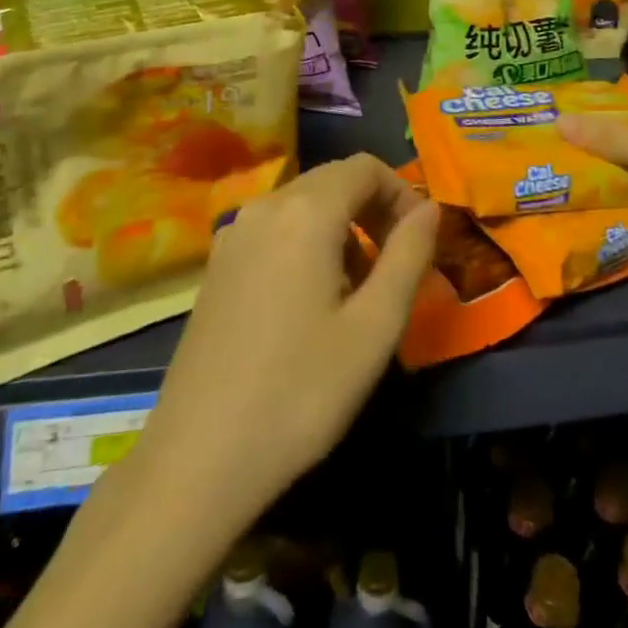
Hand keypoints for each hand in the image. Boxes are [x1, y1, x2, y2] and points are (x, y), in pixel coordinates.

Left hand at [128, 154, 438, 522]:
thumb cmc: (300, 392)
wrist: (197, 461)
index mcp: (305, 212)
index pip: (365, 167)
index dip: (402, 192)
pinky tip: (312, 300)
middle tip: (398, 262)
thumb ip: (409, 255)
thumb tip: (429, 208)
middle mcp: (264, 207)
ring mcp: (232, 235)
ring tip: (359, 289)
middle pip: (332, 180)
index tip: (420, 239)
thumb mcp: (375, 326)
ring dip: (342, 227)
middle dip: (374, 208)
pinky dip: (307, 242)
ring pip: (303, 205)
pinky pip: (275, 229)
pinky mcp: (216, 266)